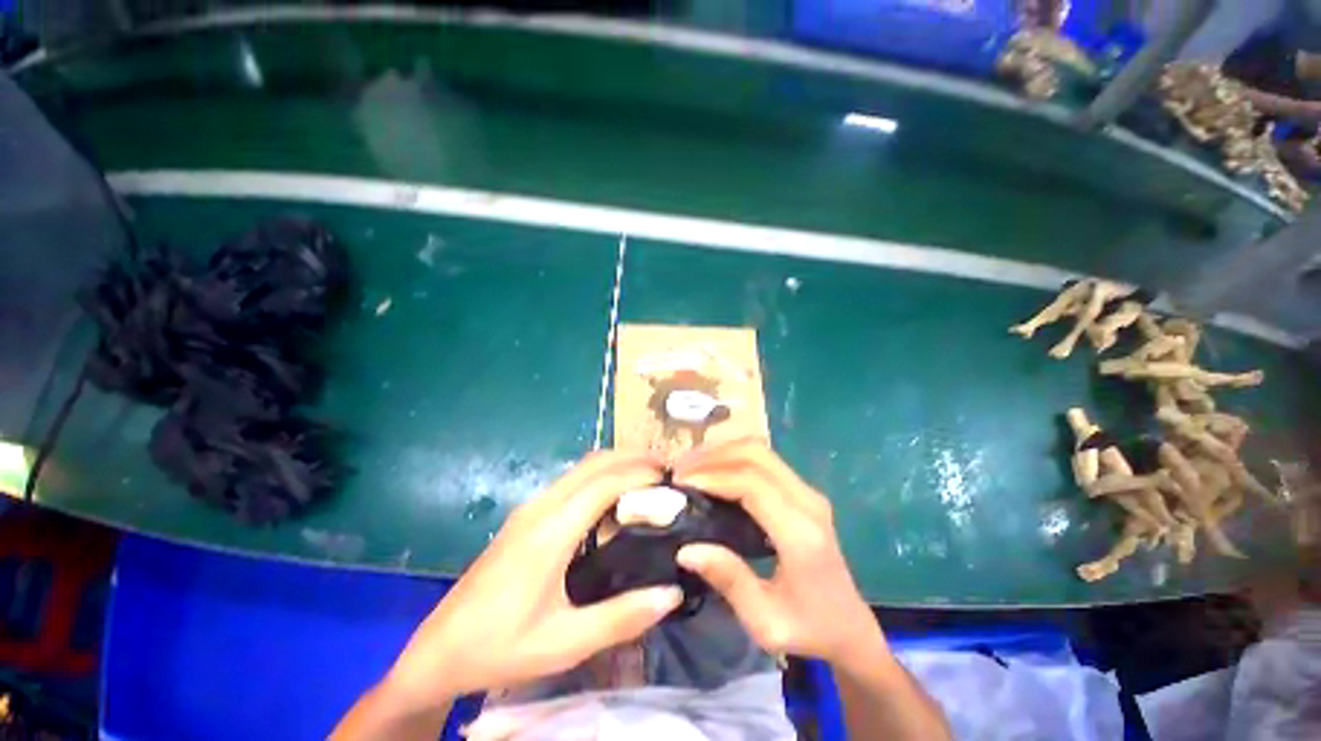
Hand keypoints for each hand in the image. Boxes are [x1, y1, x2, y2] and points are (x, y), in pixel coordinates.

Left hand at [381, 451, 681, 706]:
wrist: (438, 650)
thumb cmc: (501, 647)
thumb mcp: (564, 643)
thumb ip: (622, 618)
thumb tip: (672, 593)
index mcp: (550, 532)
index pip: (605, 483)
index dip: (641, 475)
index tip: (672, 480)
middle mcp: (541, 507)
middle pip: (594, 462)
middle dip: (633, 457)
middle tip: (667, 470)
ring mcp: (531, 507)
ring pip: (582, 467)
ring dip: (617, 463)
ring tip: (649, 478)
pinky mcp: (527, 515)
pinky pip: (572, 480)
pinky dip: (601, 475)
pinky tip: (615, 498)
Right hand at [672, 439, 885, 666]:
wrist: (850, 627)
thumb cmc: (809, 630)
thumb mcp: (765, 622)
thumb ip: (729, 581)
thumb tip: (685, 549)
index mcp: (801, 533)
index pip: (752, 484)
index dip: (713, 476)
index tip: (681, 483)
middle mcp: (808, 501)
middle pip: (756, 455)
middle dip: (713, 455)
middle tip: (681, 470)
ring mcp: (808, 492)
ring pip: (760, 451)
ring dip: (722, 452)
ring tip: (691, 467)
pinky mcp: (803, 491)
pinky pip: (764, 460)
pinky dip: (734, 458)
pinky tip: (713, 471)